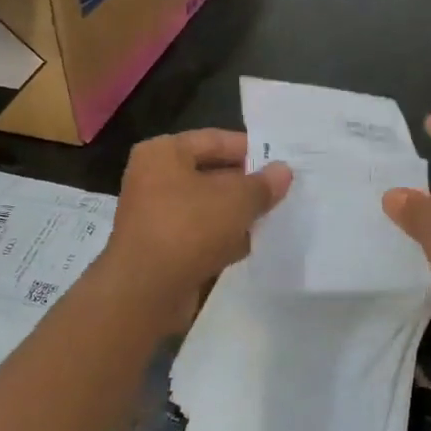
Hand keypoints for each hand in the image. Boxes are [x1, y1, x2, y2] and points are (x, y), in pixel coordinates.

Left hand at [101, 130, 290, 327]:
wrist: (147, 290)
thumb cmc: (190, 228)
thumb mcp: (237, 200)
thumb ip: (263, 184)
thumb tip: (283, 171)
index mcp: (163, 152)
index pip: (214, 140)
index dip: (251, 150)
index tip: (281, 163)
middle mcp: (153, 178)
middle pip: (211, 174)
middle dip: (246, 185)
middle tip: (282, 193)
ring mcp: (155, 215)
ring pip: (207, 207)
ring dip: (236, 214)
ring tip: (272, 219)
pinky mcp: (161, 247)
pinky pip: (199, 234)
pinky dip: (221, 239)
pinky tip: (249, 247)